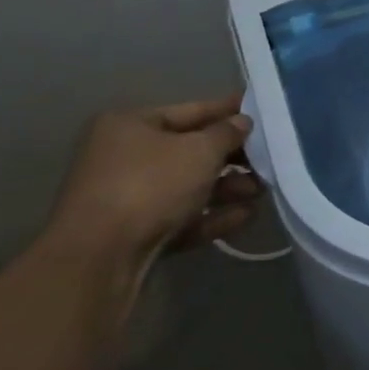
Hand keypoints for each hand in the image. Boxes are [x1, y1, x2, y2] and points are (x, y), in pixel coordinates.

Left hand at [47, 96, 260, 273]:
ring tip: (261, 190)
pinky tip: (245, 216)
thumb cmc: (151, 185)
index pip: (191, 110)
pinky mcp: (135, 234)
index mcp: (130, 125)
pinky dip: (212, 215)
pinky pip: (182, 217)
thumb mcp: (200, 150)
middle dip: (232, 157)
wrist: (100, 259)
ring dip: (227, 187)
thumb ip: (227, 133)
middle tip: (268, 158)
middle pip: (191, 151)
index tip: (261, 110)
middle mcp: (124, 157)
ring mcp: (127, 198)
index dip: (228, 110)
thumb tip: (241, 123)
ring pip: (188, 186)